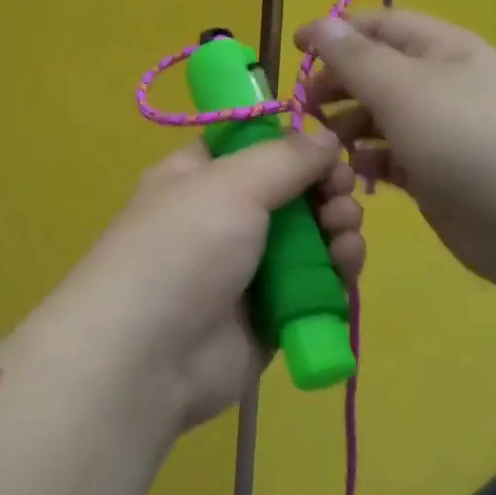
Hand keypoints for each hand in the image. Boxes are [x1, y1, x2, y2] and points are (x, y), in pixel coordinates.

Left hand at [47, 131, 365, 434]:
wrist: (149, 359)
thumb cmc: (183, 249)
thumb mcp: (230, 184)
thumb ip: (286, 157)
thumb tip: (327, 135)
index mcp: (200, 177)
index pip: (253, 146)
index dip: (293, 144)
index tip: (328, 148)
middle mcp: (224, 218)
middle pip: (292, 190)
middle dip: (326, 187)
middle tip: (342, 193)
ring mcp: (248, 268)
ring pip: (311, 236)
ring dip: (338, 226)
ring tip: (344, 230)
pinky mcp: (272, 313)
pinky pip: (316, 283)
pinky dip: (337, 271)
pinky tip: (346, 265)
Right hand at [296, 9, 495, 295]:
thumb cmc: (468, 139)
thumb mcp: (404, 88)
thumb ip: (356, 58)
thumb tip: (320, 24)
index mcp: (440, 50)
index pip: (379, 26)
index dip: (335, 32)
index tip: (295, 51)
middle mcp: (440, 85)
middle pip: (377, 73)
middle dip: (339, 85)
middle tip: (305, 109)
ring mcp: (441, 133)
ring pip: (381, 118)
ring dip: (349, 126)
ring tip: (326, 144)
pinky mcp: (438, 176)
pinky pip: (393, 159)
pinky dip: (371, 161)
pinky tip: (356, 172)